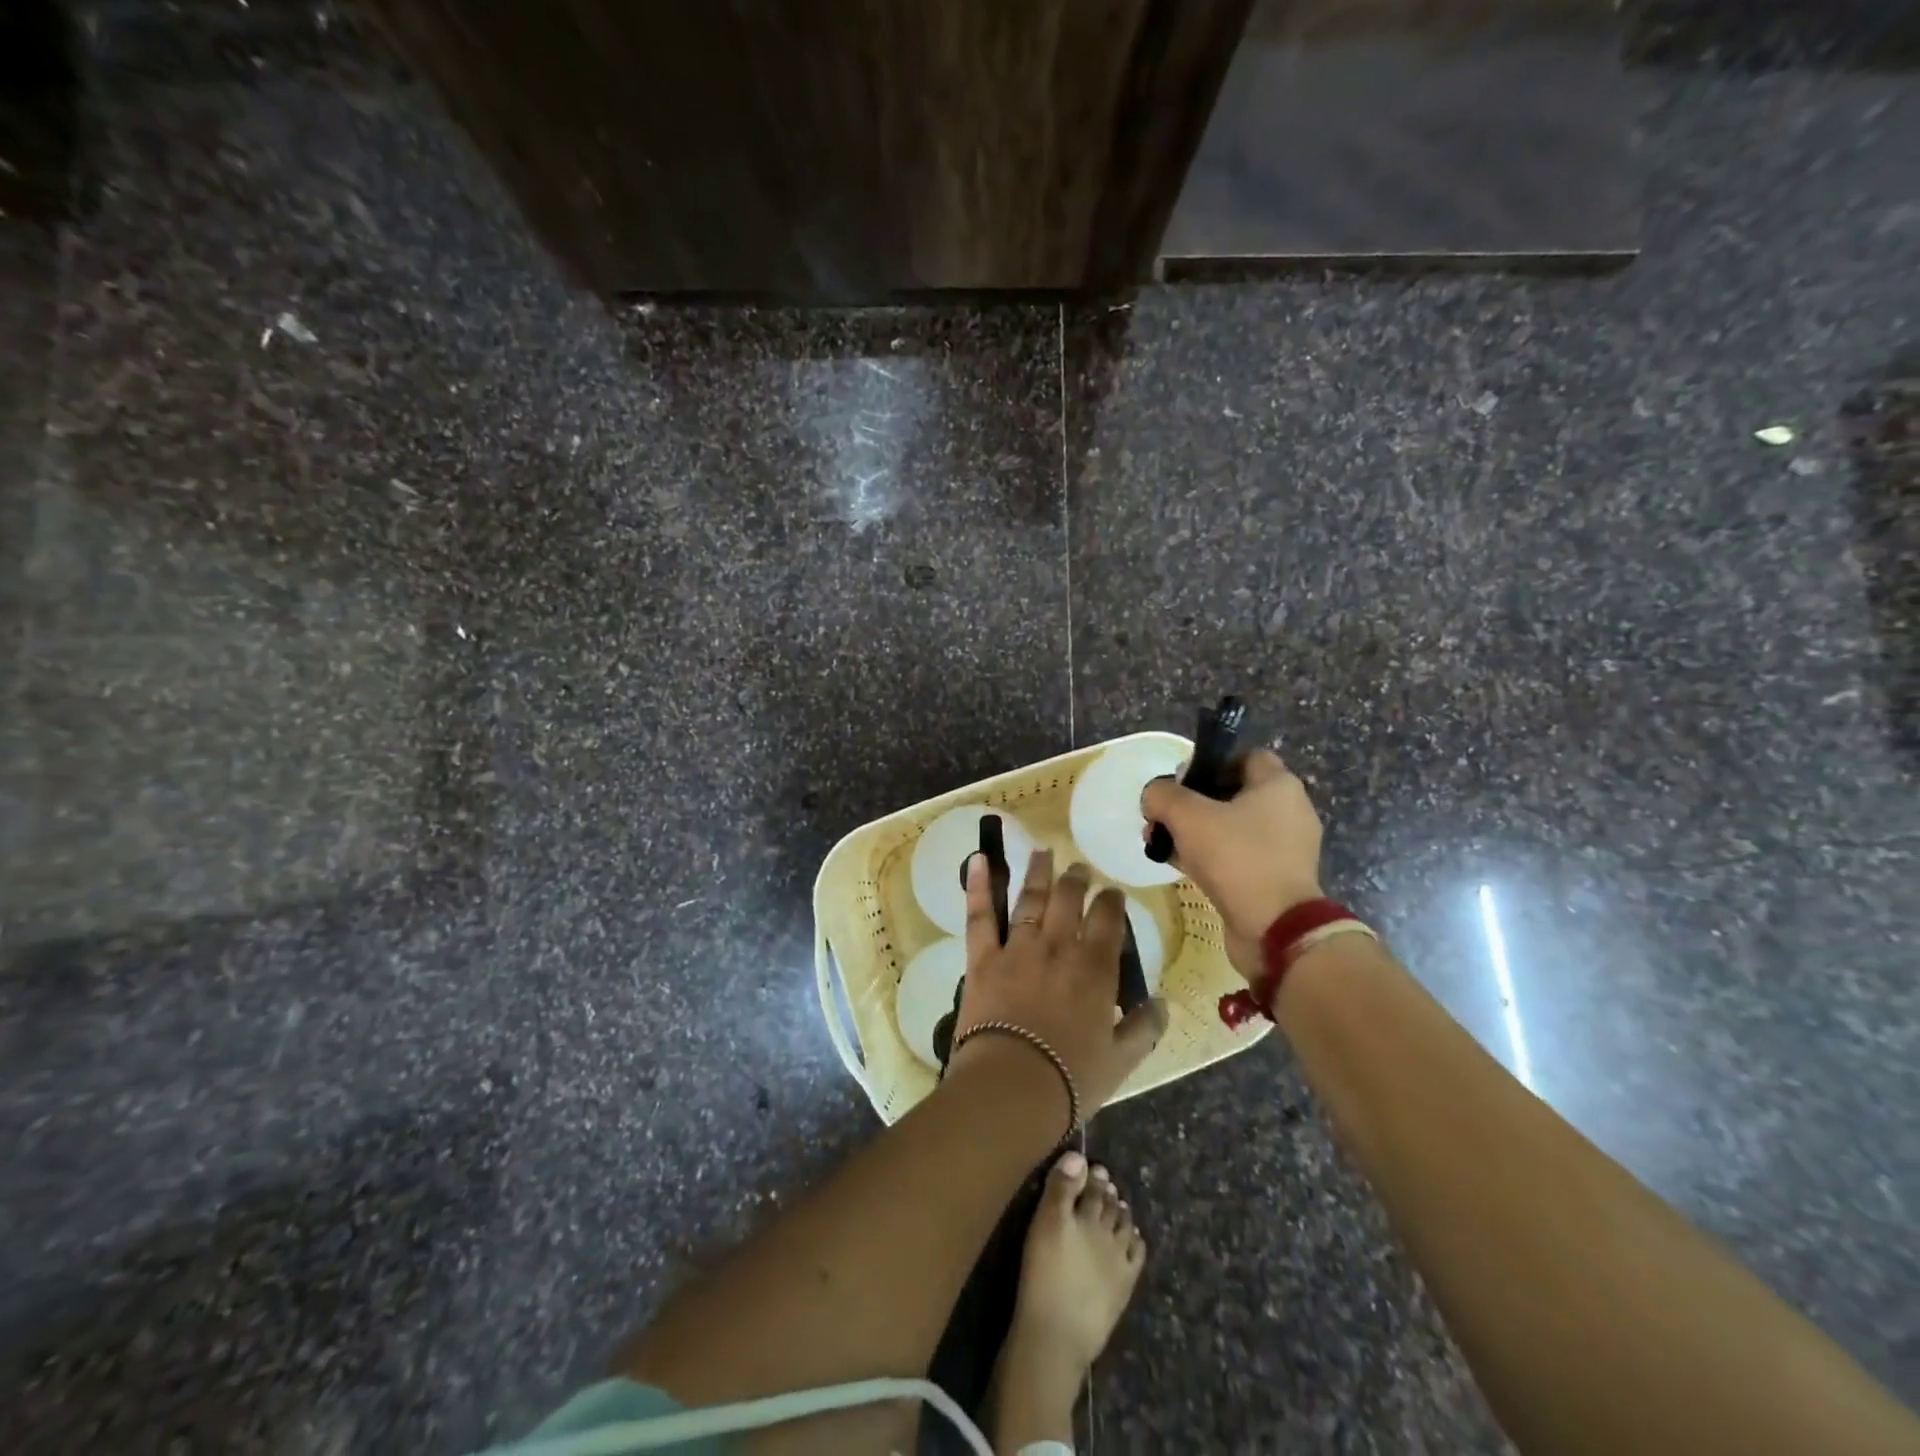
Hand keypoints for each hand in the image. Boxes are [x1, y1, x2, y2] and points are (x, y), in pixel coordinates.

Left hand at [951, 849, 1167, 1117]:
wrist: (1012, 1086)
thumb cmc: (1071, 1077)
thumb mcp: (1121, 1059)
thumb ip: (1145, 1028)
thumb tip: (1162, 1003)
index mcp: (1095, 967)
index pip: (1108, 920)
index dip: (1111, 901)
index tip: (1112, 894)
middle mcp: (1058, 946)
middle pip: (1069, 899)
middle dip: (1077, 880)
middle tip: (1080, 870)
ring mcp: (1018, 947)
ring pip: (1030, 898)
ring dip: (1038, 872)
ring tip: (1044, 852)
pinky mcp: (983, 958)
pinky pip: (980, 916)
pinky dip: (977, 885)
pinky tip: (976, 859)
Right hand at [1140, 749, 1324, 980]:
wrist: (1275, 929)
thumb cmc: (1236, 858)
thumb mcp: (1187, 816)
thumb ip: (1162, 795)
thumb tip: (1153, 795)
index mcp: (1278, 785)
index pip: (1244, 756)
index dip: (1209, 762)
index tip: (1181, 782)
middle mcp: (1289, 811)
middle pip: (1232, 792)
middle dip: (1192, 803)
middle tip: (1163, 818)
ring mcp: (1285, 848)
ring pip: (1232, 827)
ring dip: (1196, 832)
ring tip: (1163, 845)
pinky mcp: (1276, 878)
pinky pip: (1238, 855)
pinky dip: (1211, 857)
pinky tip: (1181, 867)